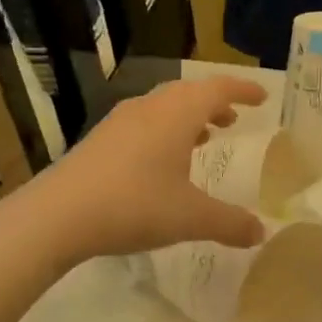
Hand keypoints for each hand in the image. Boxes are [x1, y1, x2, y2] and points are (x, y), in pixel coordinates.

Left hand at [19, 75, 268, 262]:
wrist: (58, 215)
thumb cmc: (134, 205)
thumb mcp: (190, 218)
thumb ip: (230, 224)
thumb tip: (261, 233)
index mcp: (177, 114)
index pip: (218, 89)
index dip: (243, 90)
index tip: (262, 97)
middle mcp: (149, 108)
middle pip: (189, 93)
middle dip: (215, 103)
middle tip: (233, 119)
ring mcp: (120, 121)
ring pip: (163, 107)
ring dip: (188, 118)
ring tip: (203, 138)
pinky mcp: (99, 139)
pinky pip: (143, 123)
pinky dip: (164, 131)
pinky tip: (162, 162)